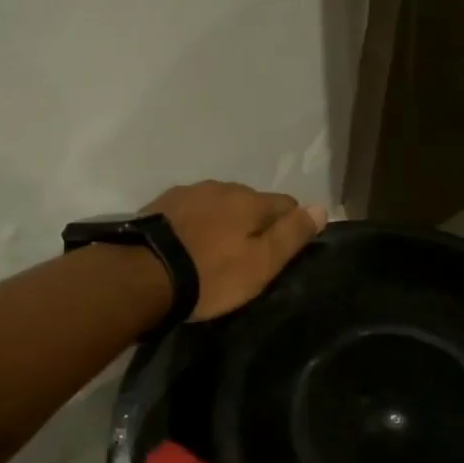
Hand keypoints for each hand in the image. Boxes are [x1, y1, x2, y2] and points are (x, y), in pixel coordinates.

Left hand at [141, 181, 326, 321]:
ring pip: (219, 203)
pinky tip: (187, 245)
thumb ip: (292, 235)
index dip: (289, 227)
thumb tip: (321, 208)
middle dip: (254, 222)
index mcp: (250, 200)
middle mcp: (221, 187)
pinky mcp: (160, 204)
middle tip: (246, 257)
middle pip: (251, 202)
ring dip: (222, 221)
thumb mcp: (261, 264)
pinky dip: (195, 224)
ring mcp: (188, 192)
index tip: (280, 253)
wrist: (142, 274)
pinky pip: (190, 211)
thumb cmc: (210, 275)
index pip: (286, 204)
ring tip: (213, 252)